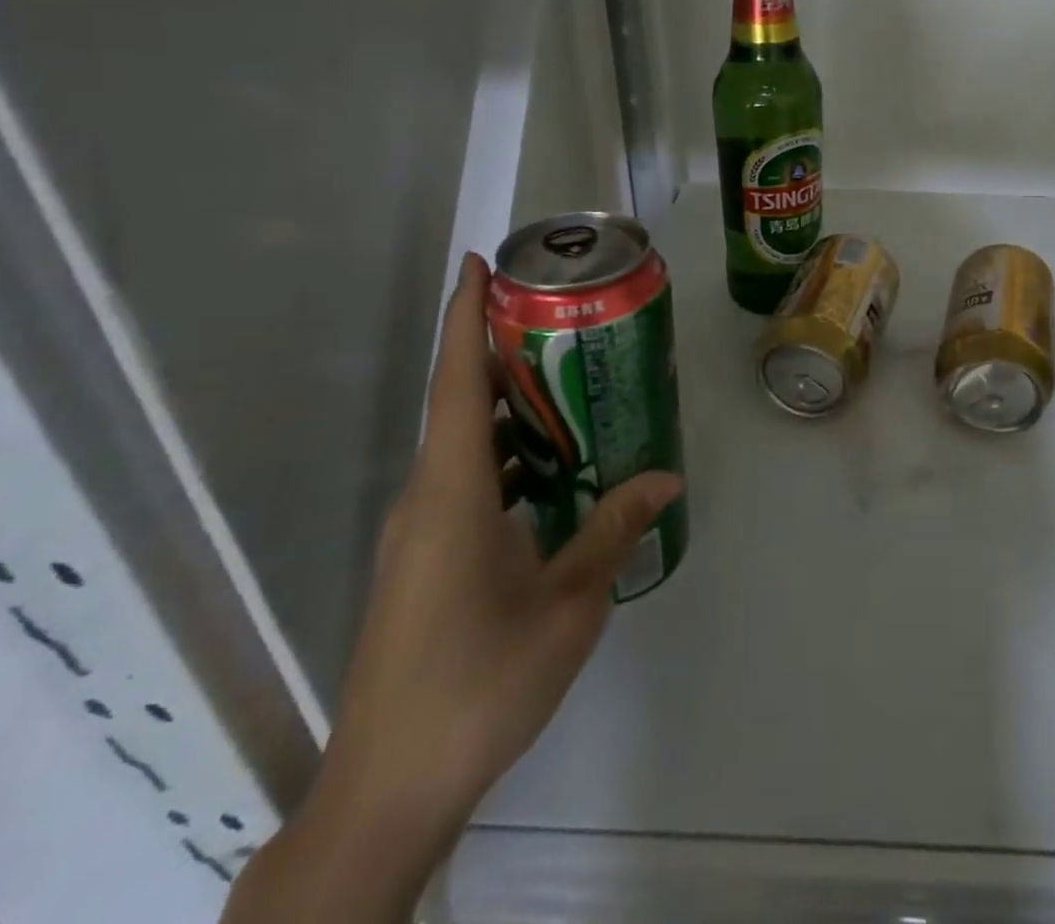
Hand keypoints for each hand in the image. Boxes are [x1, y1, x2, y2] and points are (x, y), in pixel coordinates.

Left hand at [223, 254, 681, 923]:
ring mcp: (418, 533)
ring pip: (464, 446)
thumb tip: (666, 476)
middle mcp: (425, 499)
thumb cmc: (480, 683)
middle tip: (564, 320)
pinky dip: (505, 458)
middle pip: (460, 404)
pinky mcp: (421, 562)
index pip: (456, 384)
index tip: (477, 264)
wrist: (388, 790)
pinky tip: (552, 471)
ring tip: (573, 385)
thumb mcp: (566, 603)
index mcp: (452, 494)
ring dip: (510, 410)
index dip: (463, 318)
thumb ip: (613, 529)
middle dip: (502, 353)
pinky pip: (464, 483)